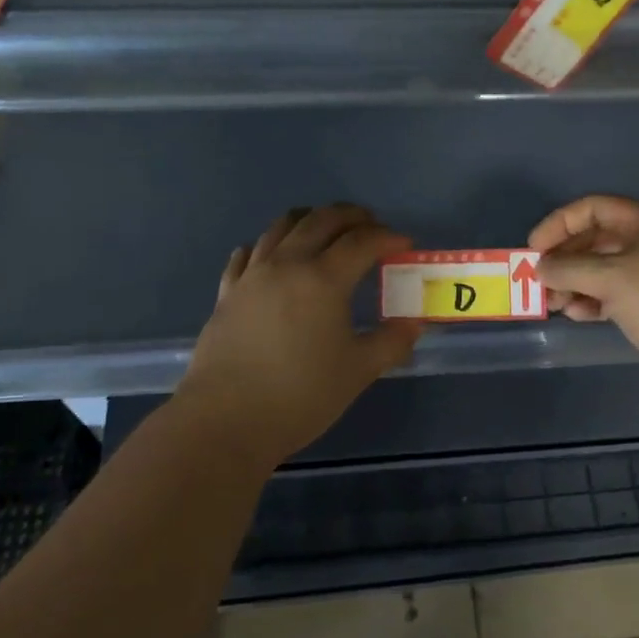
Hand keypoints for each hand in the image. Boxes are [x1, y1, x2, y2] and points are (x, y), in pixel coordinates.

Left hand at [179, 204, 422, 463]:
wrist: (226, 421)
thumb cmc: (301, 395)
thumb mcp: (358, 371)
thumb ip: (391, 342)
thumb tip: (412, 324)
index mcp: (323, 279)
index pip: (362, 242)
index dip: (387, 237)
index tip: (405, 244)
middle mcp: (286, 264)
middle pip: (321, 220)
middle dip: (351, 216)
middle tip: (371, 225)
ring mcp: (251, 276)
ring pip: (281, 227)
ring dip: (310, 220)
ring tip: (326, 231)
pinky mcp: (227, 293)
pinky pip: (248, 254)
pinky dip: (268, 246)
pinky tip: (272, 257)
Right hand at [529, 195, 638, 401]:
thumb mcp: (613, 280)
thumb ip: (570, 269)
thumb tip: (540, 267)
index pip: (594, 208)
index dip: (560, 224)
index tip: (534, 249)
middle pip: (597, 241)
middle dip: (565, 259)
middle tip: (539, 283)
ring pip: (604, 271)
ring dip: (576, 284)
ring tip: (556, 304)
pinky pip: (616, 295)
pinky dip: (594, 302)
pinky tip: (578, 316)